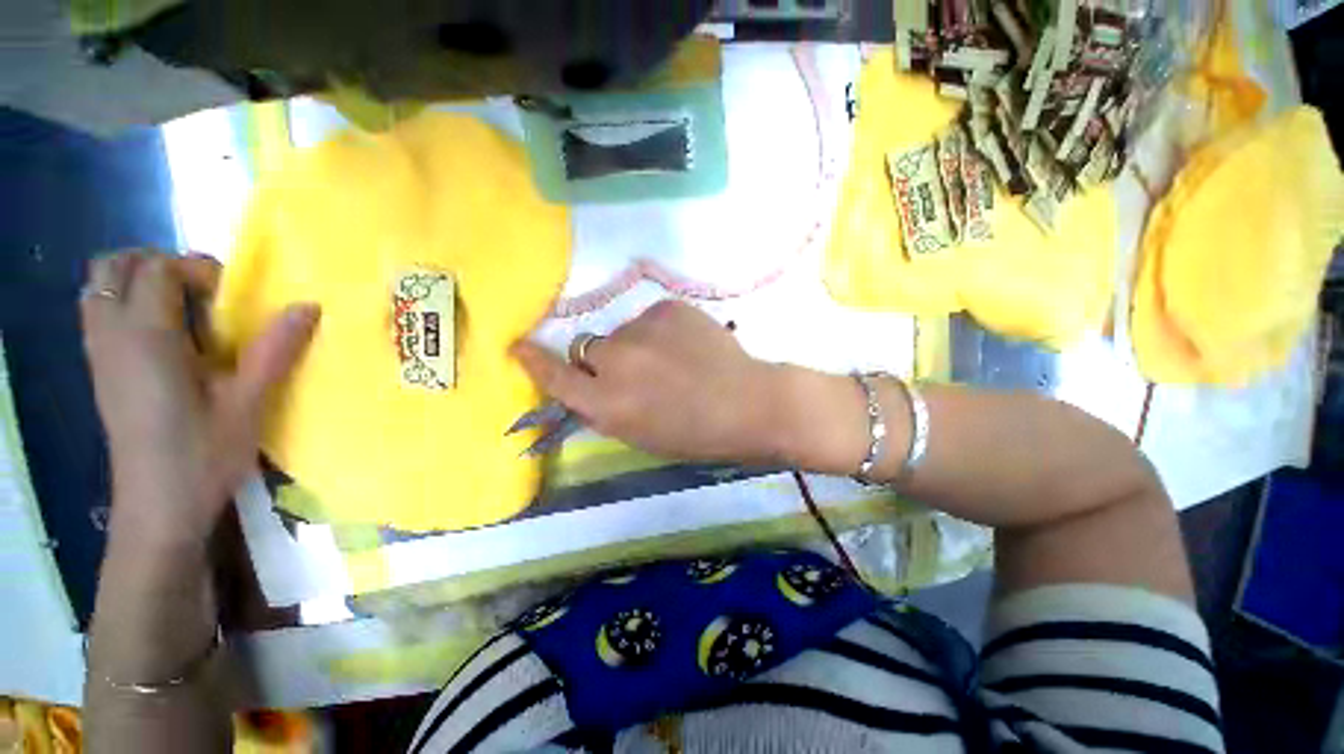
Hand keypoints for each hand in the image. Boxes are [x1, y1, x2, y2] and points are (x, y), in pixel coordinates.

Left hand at [80, 252, 318, 545]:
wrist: (158, 508)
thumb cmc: (203, 455)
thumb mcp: (248, 402)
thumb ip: (275, 349)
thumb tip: (308, 306)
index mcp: (147, 338)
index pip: (157, 269)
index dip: (197, 270)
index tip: (232, 300)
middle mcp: (113, 336)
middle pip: (116, 267)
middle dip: (158, 265)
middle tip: (202, 293)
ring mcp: (101, 355)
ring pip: (101, 289)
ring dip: (139, 284)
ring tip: (183, 313)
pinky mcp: (101, 373)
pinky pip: (102, 315)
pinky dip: (128, 307)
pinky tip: (164, 340)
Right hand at [512, 301, 785, 463]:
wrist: (749, 404)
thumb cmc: (696, 434)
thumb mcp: (640, 436)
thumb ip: (606, 408)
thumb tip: (586, 383)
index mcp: (608, 405)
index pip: (555, 377)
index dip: (534, 361)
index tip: (517, 345)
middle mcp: (616, 363)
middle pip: (588, 348)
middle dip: (604, 360)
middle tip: (640, 372)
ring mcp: (642, 330)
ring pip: (621, 332)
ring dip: (636, 345)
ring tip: (674, 360)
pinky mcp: (667, 308)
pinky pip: (650, 318)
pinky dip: (661, 331)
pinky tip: (688, 345)